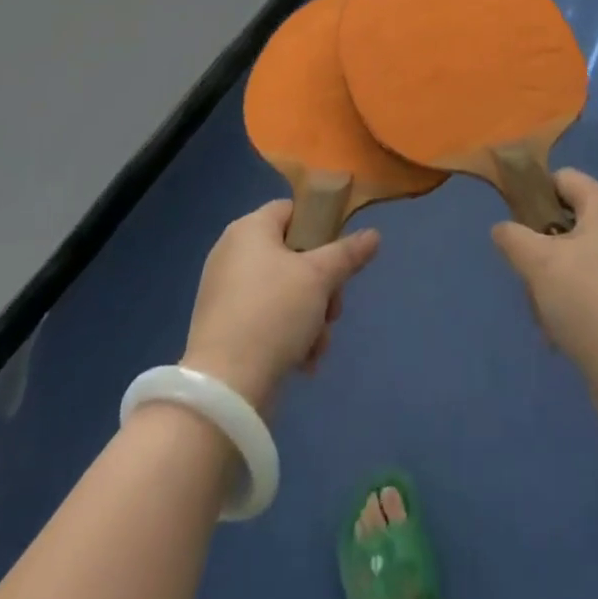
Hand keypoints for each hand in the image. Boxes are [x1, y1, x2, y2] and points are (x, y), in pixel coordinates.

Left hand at [181, 202, 379, 411]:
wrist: (225, 387)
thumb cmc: (273, 313)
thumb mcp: (319, 278)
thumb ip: (347, 253)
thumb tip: (374, 234)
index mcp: (249, 229)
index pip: (292, 211)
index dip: (319, 229)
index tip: (337, 259)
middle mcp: (232, 252)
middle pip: (292, 256)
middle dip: (321, 287)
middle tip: (332, 311)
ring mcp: (224, 291)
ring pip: (283, 292)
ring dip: (309, 318)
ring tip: (316, 345)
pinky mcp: (223, 326)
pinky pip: (264, 318)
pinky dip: (286, 335)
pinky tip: (301, 362)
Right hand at [491, 170, 597, 389]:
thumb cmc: (588, 303)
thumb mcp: (537, 263)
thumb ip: (512, 236)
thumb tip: (504, 229)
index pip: (563, 179)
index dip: (535, 195)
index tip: (517, 228)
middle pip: (569, 220)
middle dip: (542, 247)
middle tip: (529, 276)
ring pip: (579, 257)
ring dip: (555, 279)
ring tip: (544, 313)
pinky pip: (596, 285)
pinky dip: (576, 301)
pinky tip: (563, 332)